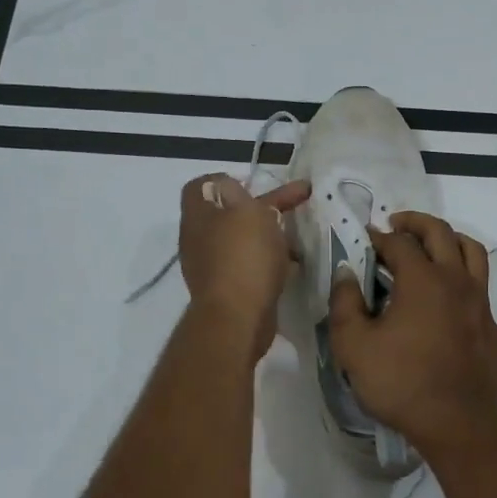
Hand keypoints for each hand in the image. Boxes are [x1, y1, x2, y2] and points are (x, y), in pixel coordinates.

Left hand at [178, 173, 311, 362]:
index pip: (201, 186)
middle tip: (293, 204)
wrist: (238, 318)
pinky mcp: (229, 290)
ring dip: (269, 235)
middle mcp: (199, 240)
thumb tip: (228, 189)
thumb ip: (238, 194)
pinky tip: (292, 264)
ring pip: (243, 240)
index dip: (226, 179)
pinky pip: (250, 265)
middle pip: (228, 213)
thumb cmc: (243, 257)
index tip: (254, 184)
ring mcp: (213, 267)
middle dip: (261, 207)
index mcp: (198, 216)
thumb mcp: (246, 211)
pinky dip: (270, 260)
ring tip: (298, 236)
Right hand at [326, 211, 496, 452]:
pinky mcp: (492, 327)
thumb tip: (346, 273)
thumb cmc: (399, 382)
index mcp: (423, 279)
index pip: (400, 243)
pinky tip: (449, 298)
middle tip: (397, 225)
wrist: (455, 423)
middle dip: (416, 222)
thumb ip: (345, 303)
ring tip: (431, 246)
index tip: (366, 238)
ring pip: (472, 252)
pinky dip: (464, 279)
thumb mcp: (353, 346)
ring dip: (449, 240)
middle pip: (441, 232)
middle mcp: (456, 280)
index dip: (379, 236)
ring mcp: (480, 303)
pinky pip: (481, 288)